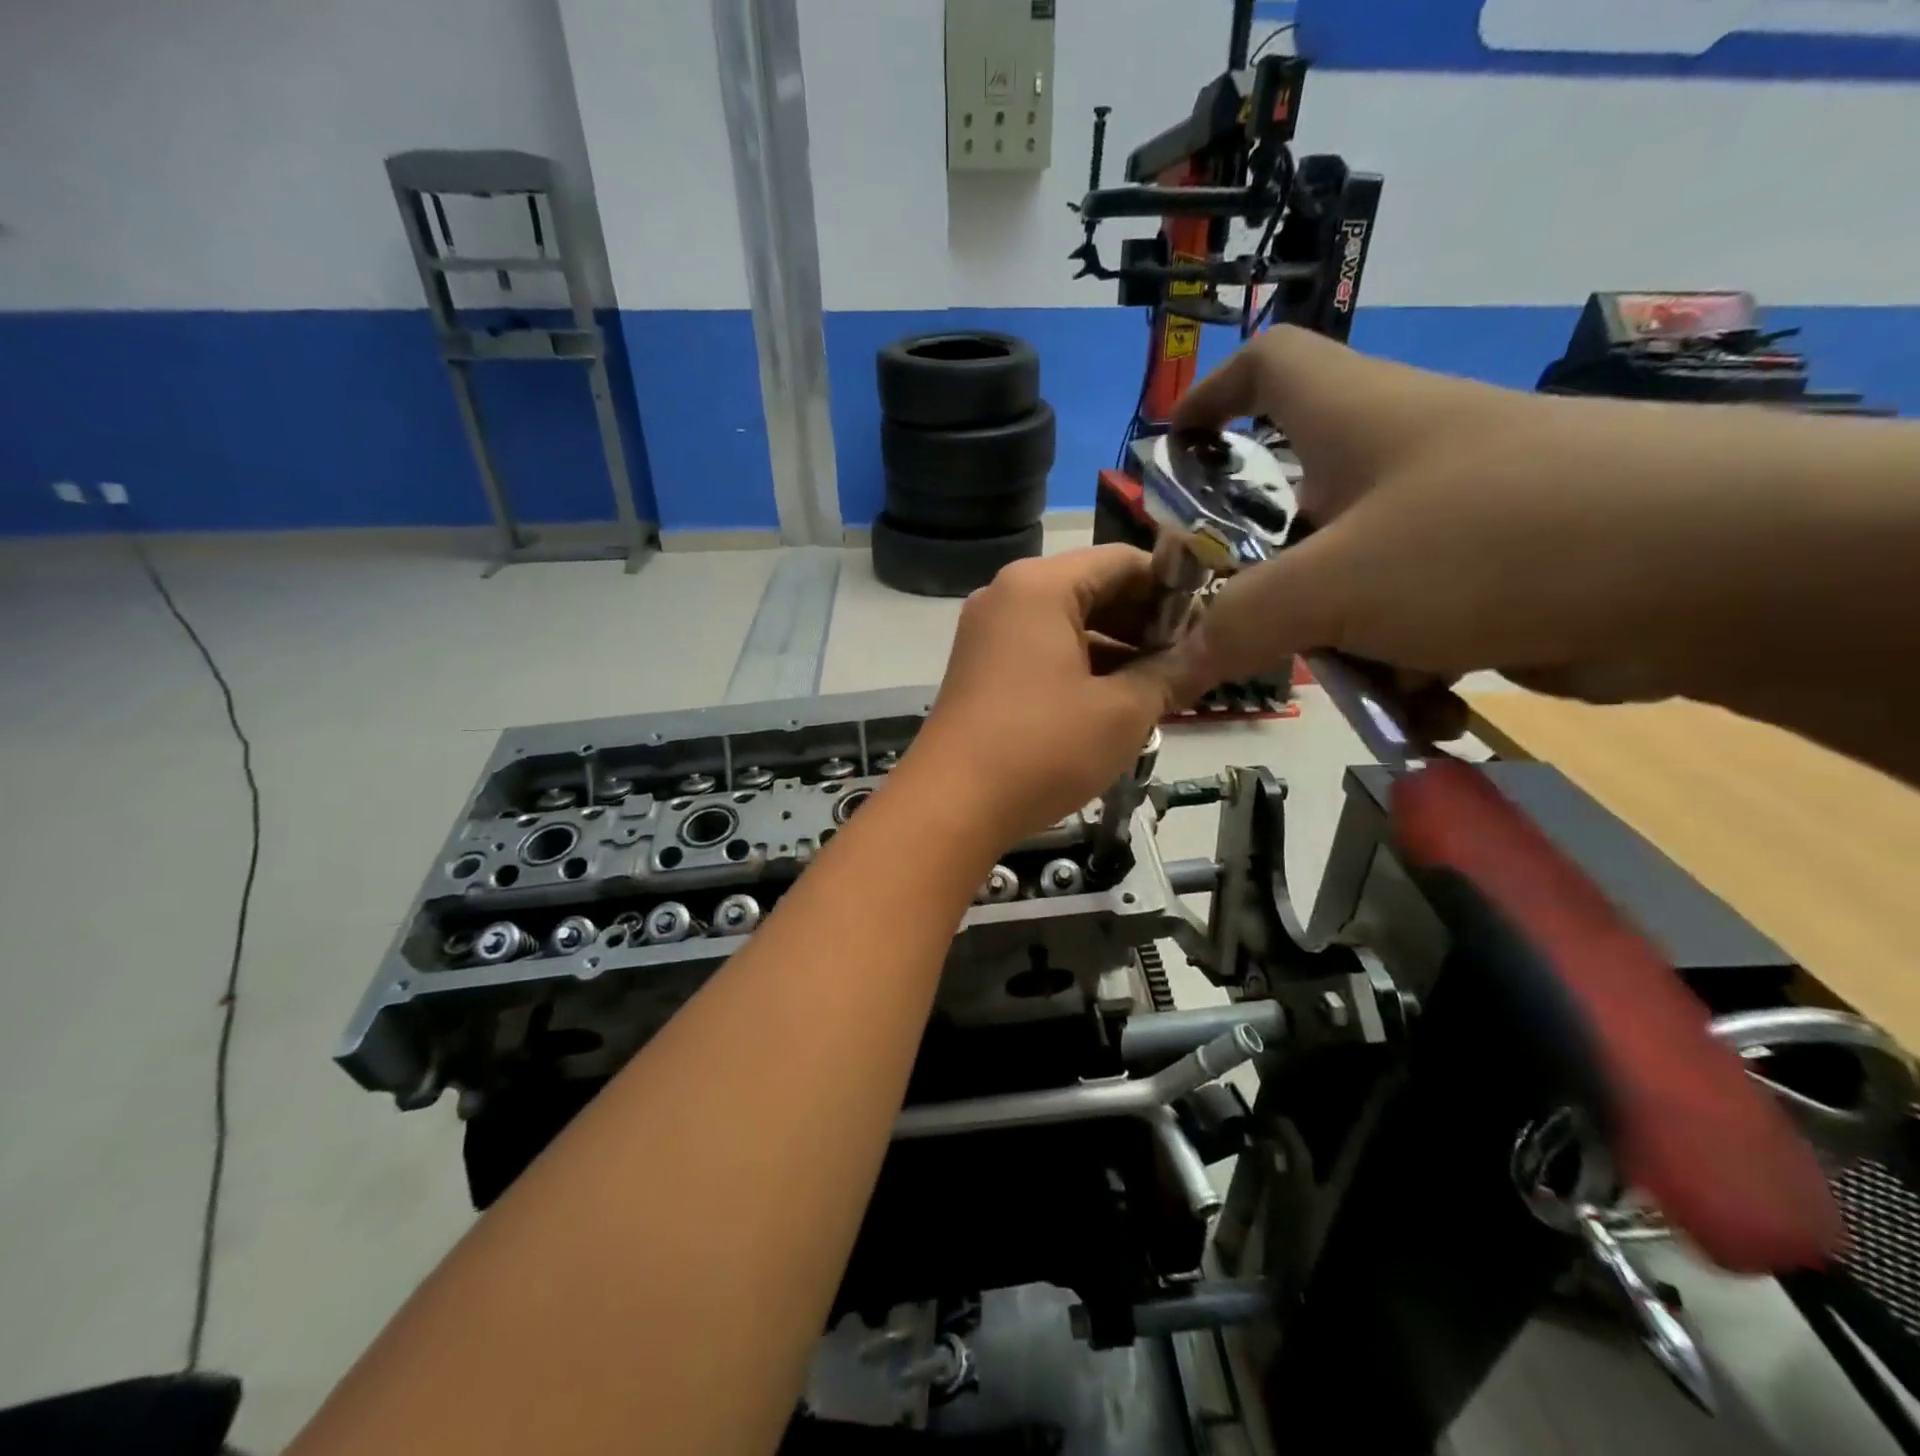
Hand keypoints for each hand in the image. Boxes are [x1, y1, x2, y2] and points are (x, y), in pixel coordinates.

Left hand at [900, 547, 1190, 849]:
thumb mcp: (1122, 712)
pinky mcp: (980, 669)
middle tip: (1187, 663)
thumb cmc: (1042, 748)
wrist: (950, 806)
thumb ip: (1172, 674)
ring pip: (1067, 624)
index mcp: (1040, 585)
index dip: (1174, 590)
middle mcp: (1007, 596)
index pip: (1124, 562)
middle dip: (1144, 624)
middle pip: (1093, 589)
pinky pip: (1041, 651)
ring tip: (1159, 687)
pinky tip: (1112, 702)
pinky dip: (1080, 668)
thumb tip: (1210, 655)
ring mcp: (988, 633)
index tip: (1207, 628)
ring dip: (1116, 650)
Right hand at [1169, 326, 1739, 707]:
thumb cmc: (1489, 540)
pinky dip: (1410, 668)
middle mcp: (1397, 457)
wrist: (1719, 570)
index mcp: (1352, 419)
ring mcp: (1449, 517)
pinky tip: (1432, 708)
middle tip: (1244, 633)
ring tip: (1368, 690)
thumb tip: (1172, 666)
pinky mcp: (1494, 573)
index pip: (1267, 366)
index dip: (1211, 398)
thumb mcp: (1334, 584)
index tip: (1173, 455)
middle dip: (1267, 579)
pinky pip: (1414, 621)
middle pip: (1295, 507)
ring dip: (1343, 645)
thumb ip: (1240, 623)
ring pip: (1351, 581)